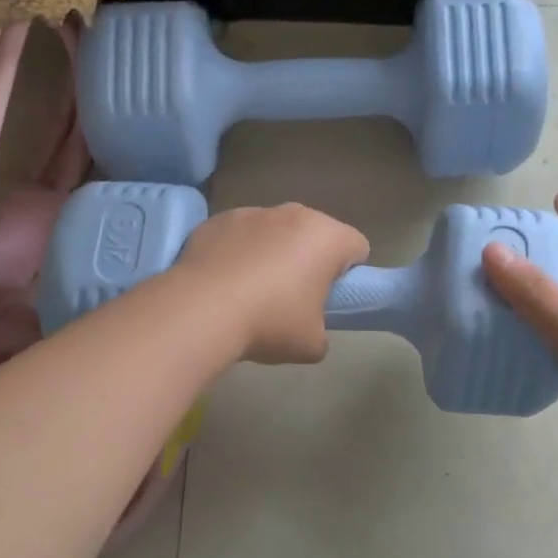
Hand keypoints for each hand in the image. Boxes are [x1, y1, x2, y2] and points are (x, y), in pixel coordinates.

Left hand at [175, 203, 370, 364]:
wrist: (200, 311)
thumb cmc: (269, 323)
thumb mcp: (312, 344)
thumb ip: (322, 330)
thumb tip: (310, 328)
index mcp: (327, 237)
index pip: (357, 247)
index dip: (349, 274)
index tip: (330, 299)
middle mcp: (293, 213)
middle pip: (314, 233)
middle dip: (309, 258)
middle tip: (294, 297)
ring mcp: (252, 212)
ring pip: (275, 231)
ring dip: (272, 252)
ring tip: (252, 290)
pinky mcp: (218, 220)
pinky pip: (239, 235)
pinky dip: (238, 252)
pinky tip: (223, 282)